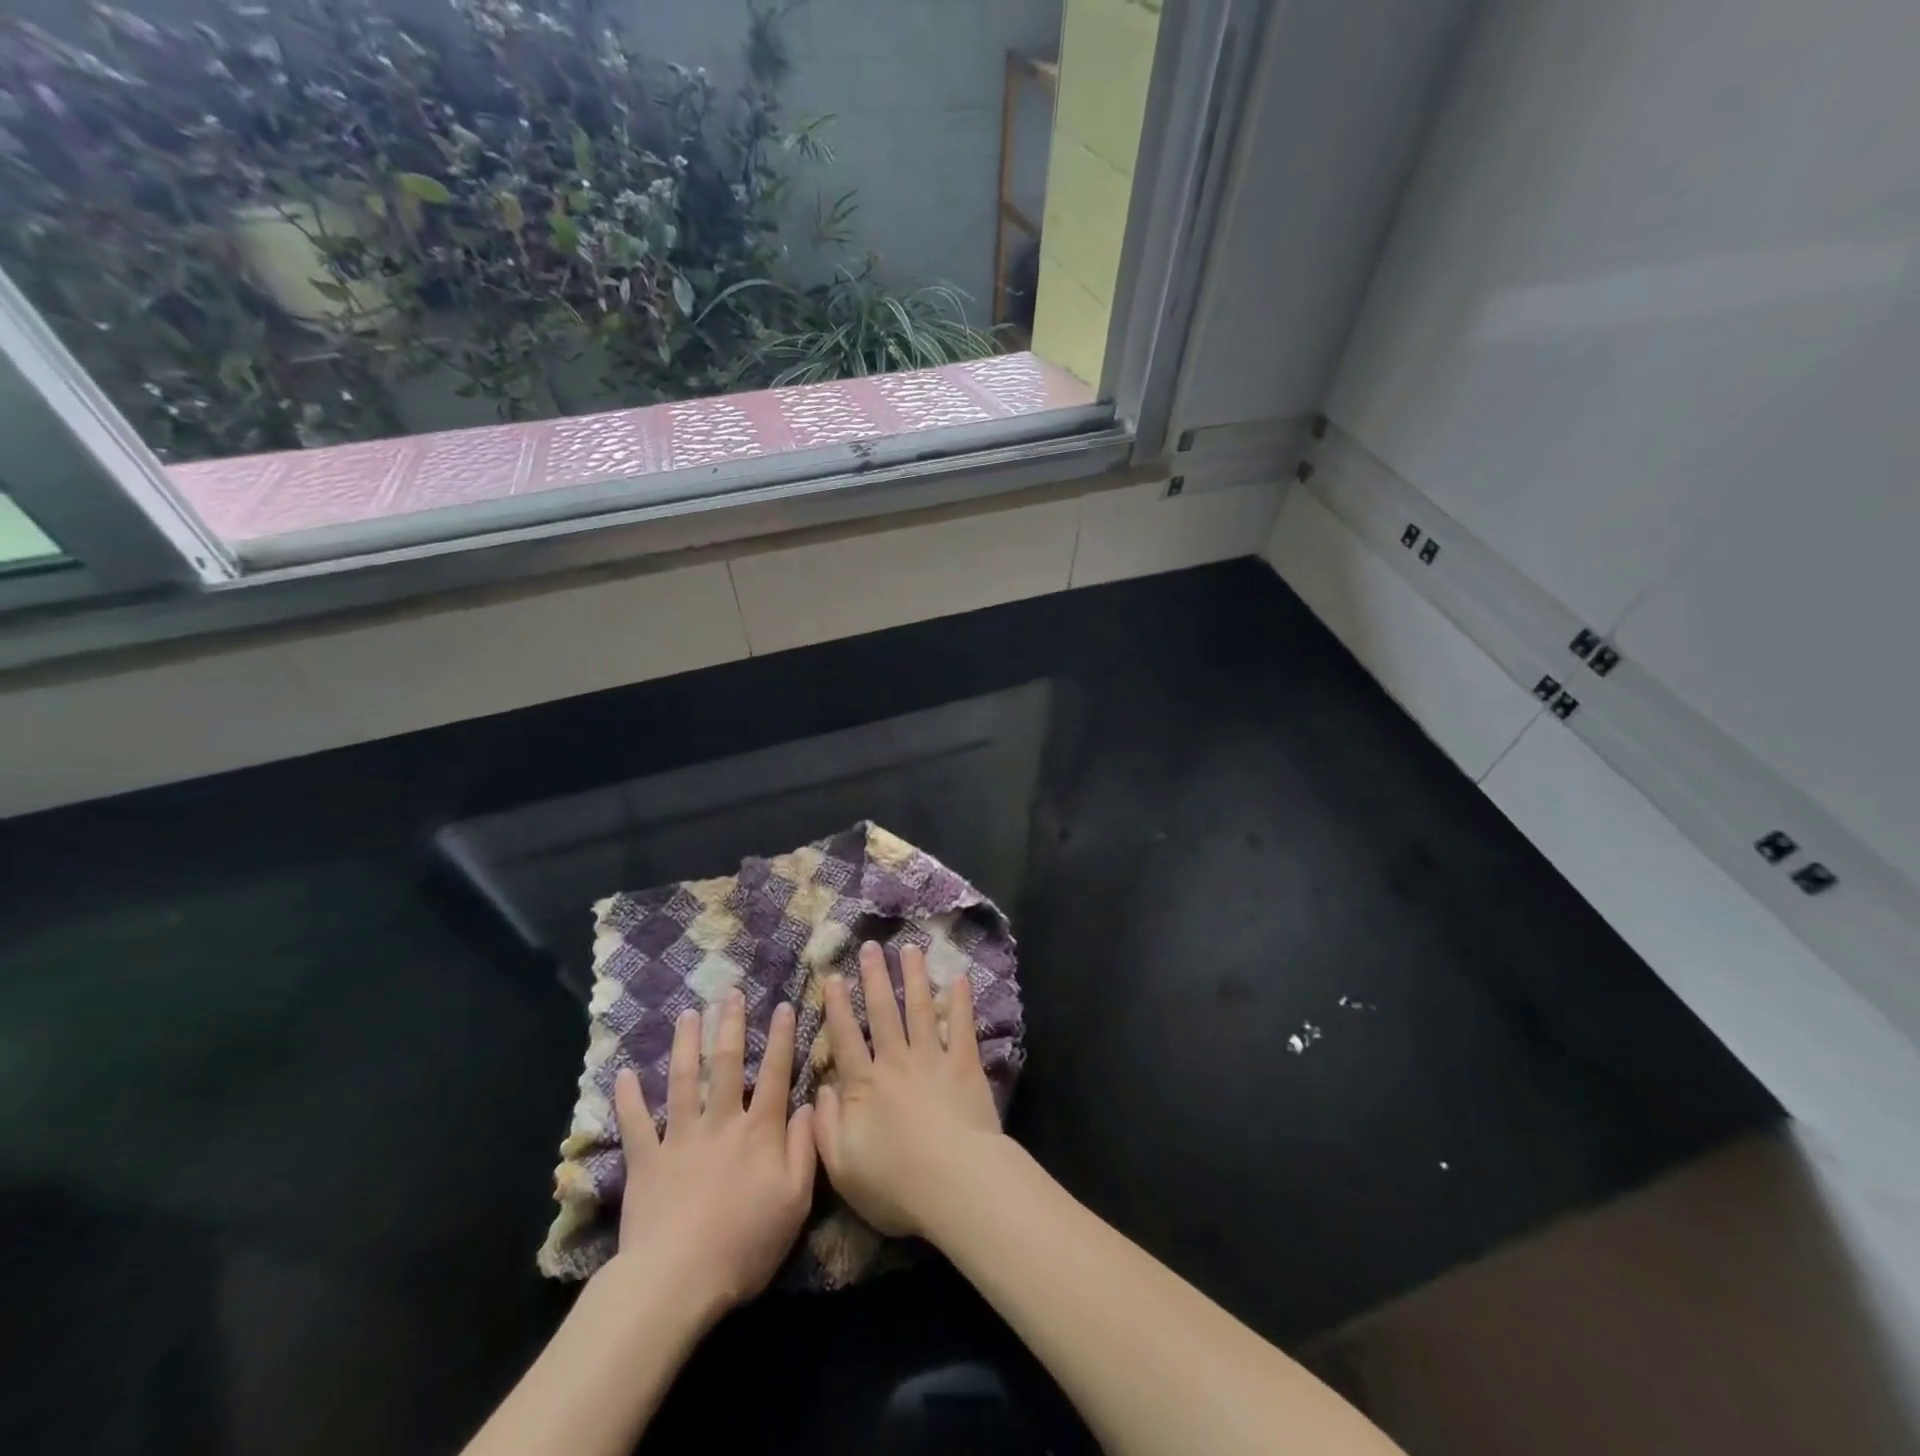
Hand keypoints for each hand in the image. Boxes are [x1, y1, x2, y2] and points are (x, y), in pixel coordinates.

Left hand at [607, 991, 815, 1318]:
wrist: (677, 1280)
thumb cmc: (745, 1243)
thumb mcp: (795, 1200)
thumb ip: (805, 1148)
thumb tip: (810, 1104)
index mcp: (759, 1131)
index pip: (776, 1074)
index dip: (782, 1038)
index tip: (784, 1005)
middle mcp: (721, 1122)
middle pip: (728, 1064)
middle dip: (731, 1025)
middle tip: (730, 993)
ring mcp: (680, 1138)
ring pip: (684, 1080)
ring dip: (686, 1044)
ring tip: (688, 1014)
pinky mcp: (646, 1161)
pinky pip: (636, 1124)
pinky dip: (628, 1098)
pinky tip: (623, 1074)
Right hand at [814, 941, 1005, 1237]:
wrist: (954, 1183)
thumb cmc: (895, 1184)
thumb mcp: (842, 1168)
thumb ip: (825, 1127)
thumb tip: (818, 1091)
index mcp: (864, 1086)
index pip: (846, 1038)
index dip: (838, 1006)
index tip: (834, 977)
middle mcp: (896, 1062)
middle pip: (883, 1012)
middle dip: (875, 977)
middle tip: (870, 946)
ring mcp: (932, 1059)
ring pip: (920, 1008)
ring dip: (914, 976)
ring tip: (909, 948)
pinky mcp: (964, 1064)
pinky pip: (961, 1026)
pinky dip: (960, 1000)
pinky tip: (959, 977)